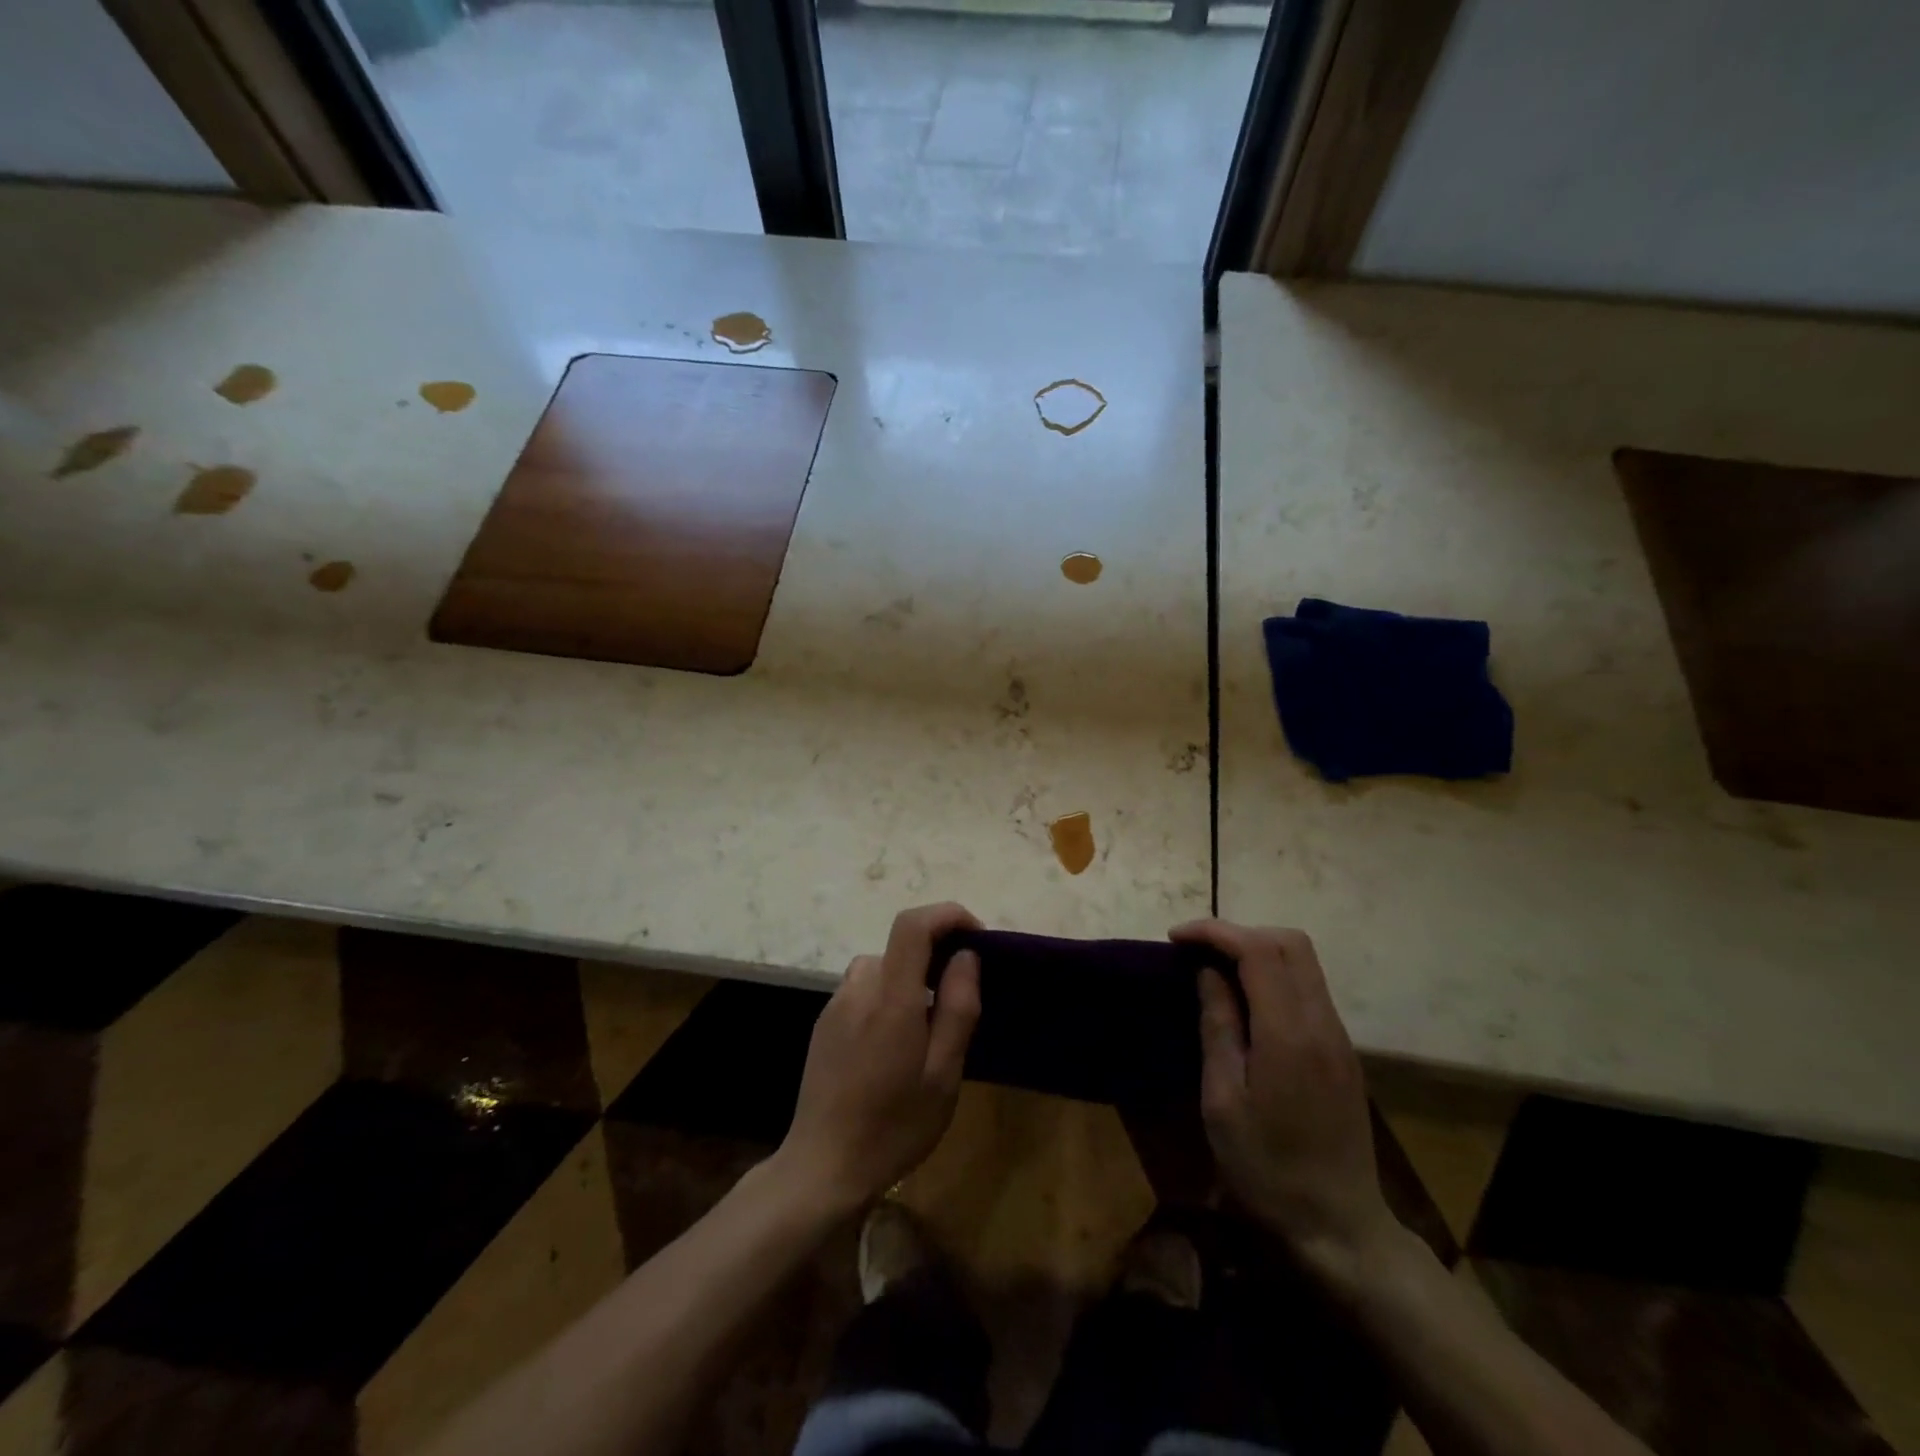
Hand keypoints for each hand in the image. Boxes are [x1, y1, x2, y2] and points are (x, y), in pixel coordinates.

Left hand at [776, 903, 982, 1214]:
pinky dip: (887, 997)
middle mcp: (858, 988)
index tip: (976, 937)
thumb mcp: (943, 1074)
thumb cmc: (894, 1125)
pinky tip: (892, 1046)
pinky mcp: (824, 1024)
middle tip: (960, 1001)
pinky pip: (863, 990)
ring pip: (882, 968)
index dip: (947, 915)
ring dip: (910, 980)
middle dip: (936, 957)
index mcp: (891, 997)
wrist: (823, 1167)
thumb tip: (967, 955)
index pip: (913, 924)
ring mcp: (835, 1005)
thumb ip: (958, 1007)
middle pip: (900, 946)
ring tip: (927, 1029)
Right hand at [1171, 920, 1396, 1268]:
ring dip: (1257, 950)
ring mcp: (1339, 1037)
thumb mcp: (1222, 1101)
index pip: (1258, 950)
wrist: (1339, 1230)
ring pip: (1304, 961)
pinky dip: (1274, 974)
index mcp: (1289, 1035)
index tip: (1176, 939)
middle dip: (1239, 933)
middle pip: (1290, 943)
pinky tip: (1246, 1001)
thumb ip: (1218, 1027)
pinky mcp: (1343, 1052)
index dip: (1215, 932)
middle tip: (1196, 952)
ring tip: (1215, 971)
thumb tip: (1208, 973)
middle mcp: (1323, 1024)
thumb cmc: (1266, 1170)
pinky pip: (1309, 988)